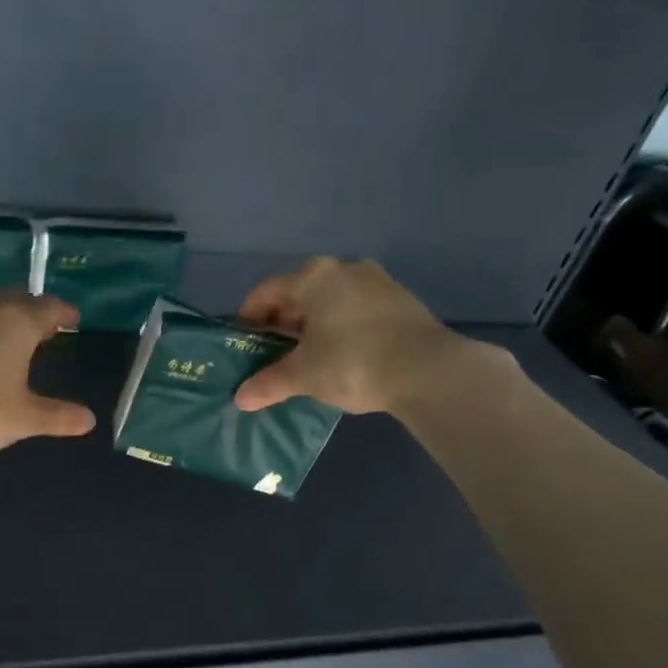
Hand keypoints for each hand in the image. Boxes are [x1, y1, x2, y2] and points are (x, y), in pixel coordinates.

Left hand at [0, 290, 96, 458]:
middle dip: (36, 310)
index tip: (74, 319)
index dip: (65, 314)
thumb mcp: (23, 419)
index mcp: (17, 324)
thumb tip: (89, 419)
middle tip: (48, 325)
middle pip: (19, 300)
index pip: (49, 309)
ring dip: (8, 317)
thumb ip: (57, 417)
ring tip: (17, 337)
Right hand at [233, 257, 497, 414]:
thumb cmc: (352, 363)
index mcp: (314, 277)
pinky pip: (355, 311)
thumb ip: (269, 383)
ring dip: (312, 327)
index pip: (266, 292)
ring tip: (304, 359)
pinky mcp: (400, 301)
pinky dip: (339, 329)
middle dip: (281, 324)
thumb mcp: (304, 375)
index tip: (241, 343)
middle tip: (269, 355)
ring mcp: (377, 282)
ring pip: (330, 302)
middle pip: (299, 294)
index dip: (247, 318)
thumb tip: (240, 398)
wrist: (427, 370)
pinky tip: (339, 358)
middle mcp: (344, 269)